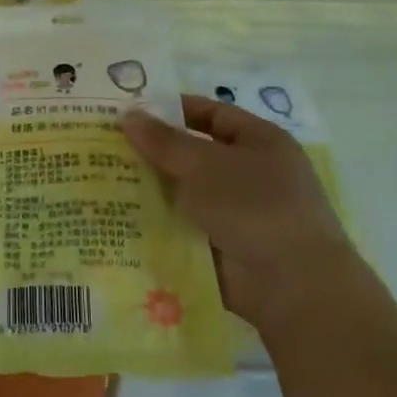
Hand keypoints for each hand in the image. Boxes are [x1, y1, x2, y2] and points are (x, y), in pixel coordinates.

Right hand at [122, 94, 348, 322]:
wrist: (294, 287)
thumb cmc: (255, 206)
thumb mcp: (205, 165)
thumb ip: (164, 141)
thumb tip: (128, 115)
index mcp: (260, 142)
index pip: (212, 114)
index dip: (173, 110)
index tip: (131, 112)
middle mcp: (252, 174)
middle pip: (195, 155)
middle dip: (154, 153)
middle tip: (106, 146)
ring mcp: (239, 213)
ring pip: (186, 193)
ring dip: (152, 190)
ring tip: (103, 180)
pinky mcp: (225, 248)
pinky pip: (185, 227)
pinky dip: (160, 225)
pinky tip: (120, 219)